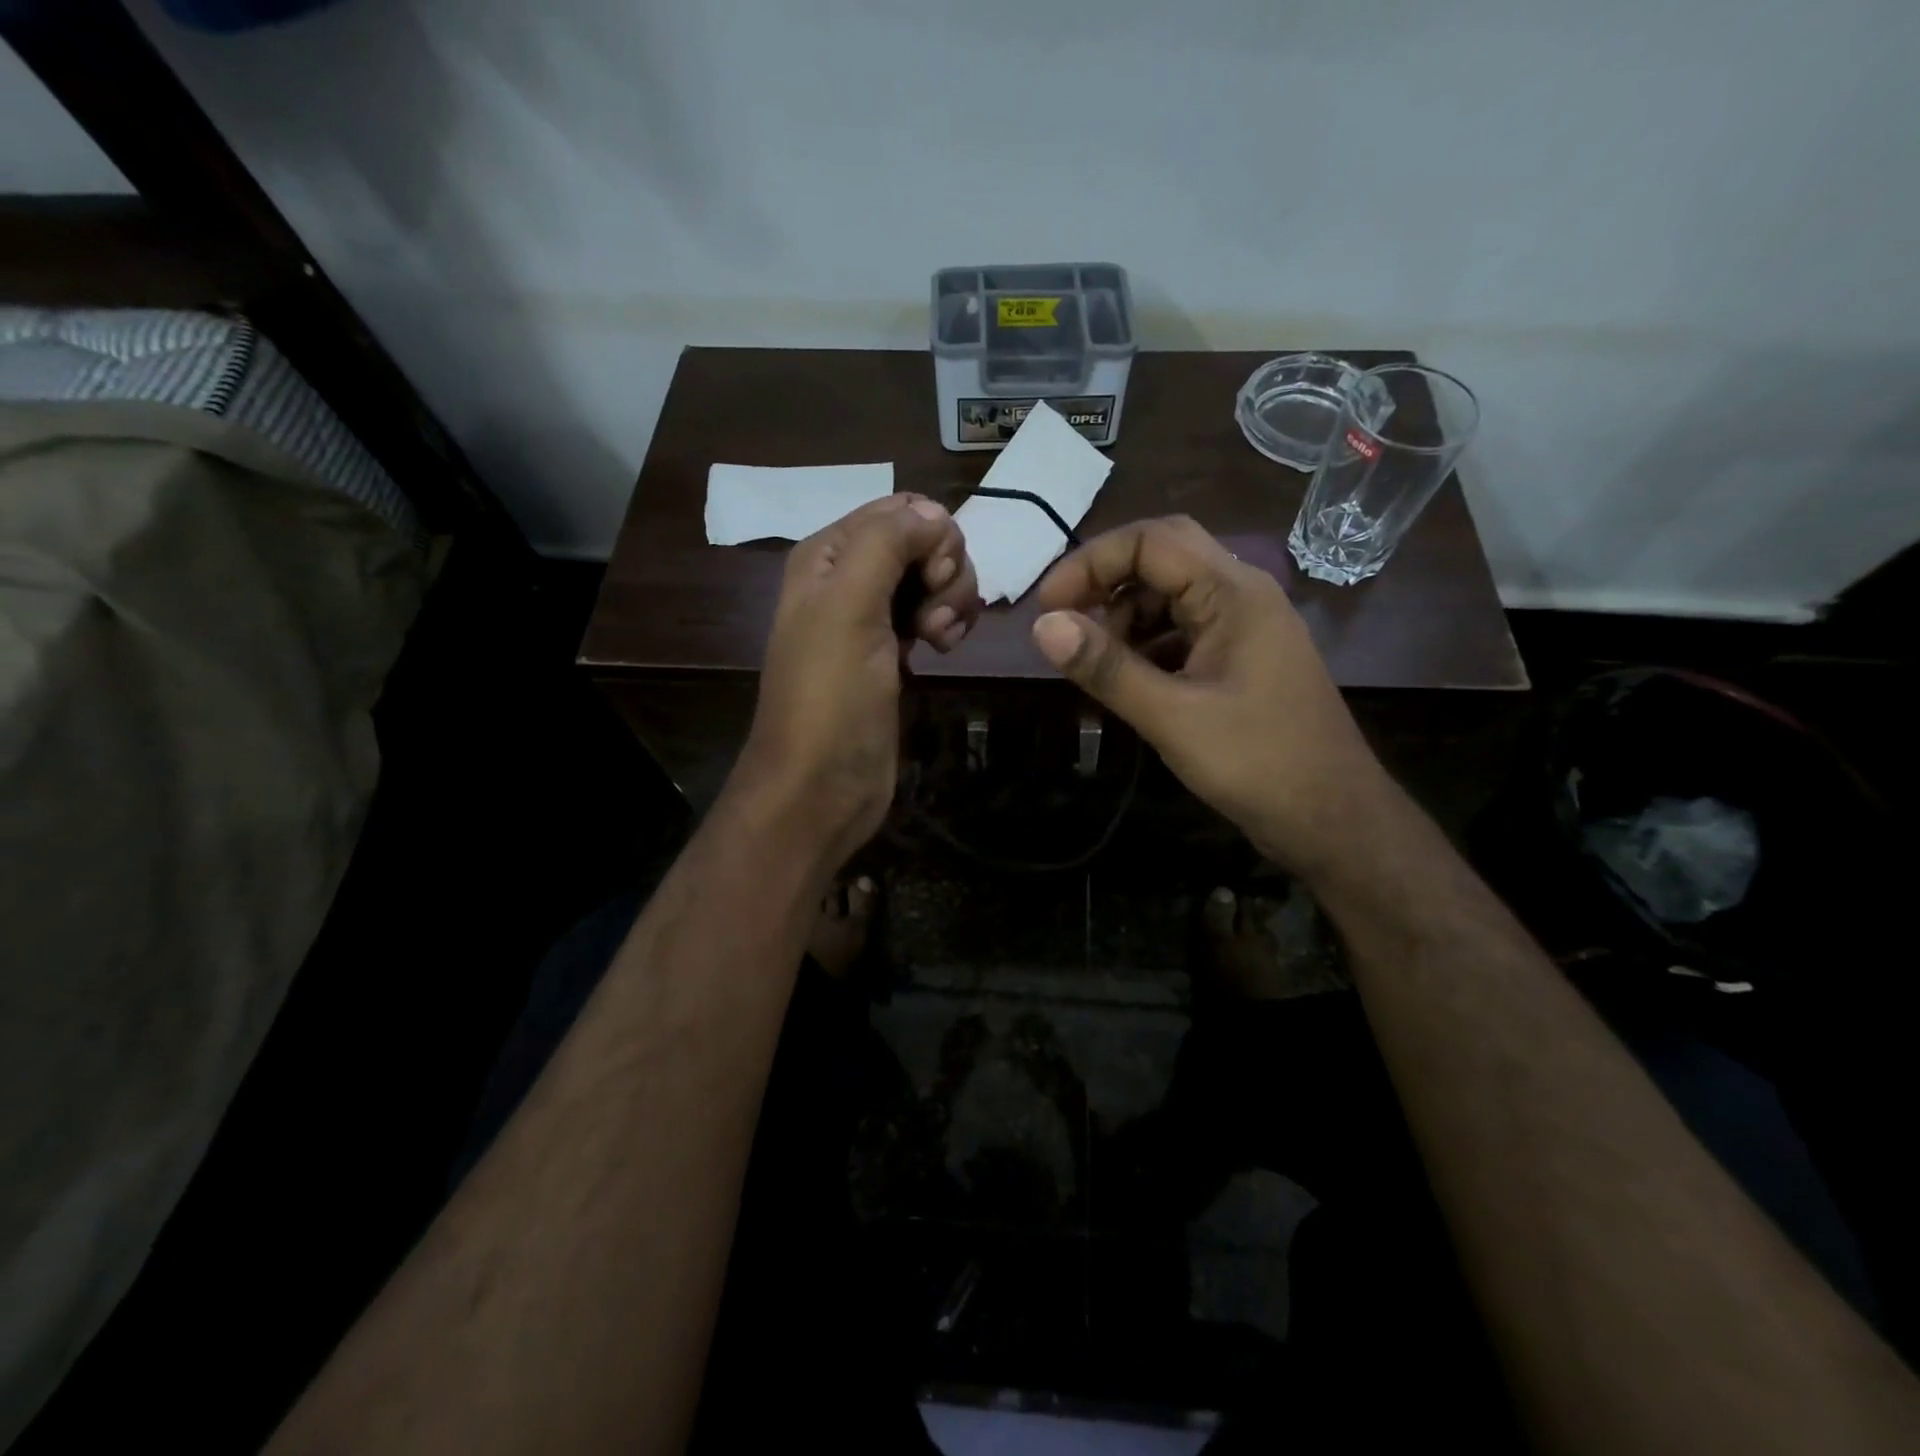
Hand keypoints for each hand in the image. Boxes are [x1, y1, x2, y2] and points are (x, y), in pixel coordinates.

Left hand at [733, 494, 979, 870]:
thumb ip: (887, 543)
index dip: (930, 535)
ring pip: (934, 578)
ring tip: (941, 638)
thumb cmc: (831, 696)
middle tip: (935, 616)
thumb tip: (933, 513)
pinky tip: (945, 649)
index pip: (898, 510)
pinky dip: (949, 623)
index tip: (933, 577)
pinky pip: (934, 614)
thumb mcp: (849, 607)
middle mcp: (850, 579)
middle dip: (945, 570)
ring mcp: (873, 618)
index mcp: (828, 556)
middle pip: (922, 541)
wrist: (822, 784)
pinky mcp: (894, 654)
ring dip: (952, 599)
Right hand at [1029, 516, 1393, 876]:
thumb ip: (1107, 668)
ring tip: (1094, 660)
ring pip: (1172, 595)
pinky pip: (1184, 630)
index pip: (1151, 541)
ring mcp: (1245, 627)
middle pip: (1163, 557)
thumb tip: (1042, 626)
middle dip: (1107, 581)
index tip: (1047, 607)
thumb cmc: (1257, 763)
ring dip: (1125, 615)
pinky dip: (1147, 644)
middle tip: (1065, 620)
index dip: (1090, 562)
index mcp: (1233, 592)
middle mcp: (1242, 595)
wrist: (1332, 819)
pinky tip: (1127, 679)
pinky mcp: (1241, 659)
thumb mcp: (1172, 717)